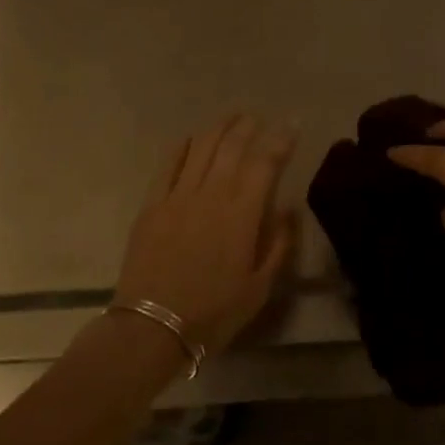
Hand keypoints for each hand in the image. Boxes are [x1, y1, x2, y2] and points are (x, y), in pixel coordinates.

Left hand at [115, 116, 298, 356]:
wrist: (152, 328)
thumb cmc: (213, 312)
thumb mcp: (259, 287)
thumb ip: (279, 244)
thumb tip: (288, 209)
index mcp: (242, 212)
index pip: (265, 162)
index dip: (281, 139)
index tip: (292, 123)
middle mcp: (211, 193)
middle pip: (232, 146)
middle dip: (248, 126)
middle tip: (259, 117)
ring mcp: (178, 195)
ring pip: (201, 147)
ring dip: (219, 128)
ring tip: (231, 118)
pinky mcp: (152, 205)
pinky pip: (168, 165)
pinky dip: (182, 147)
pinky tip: (191, 139)